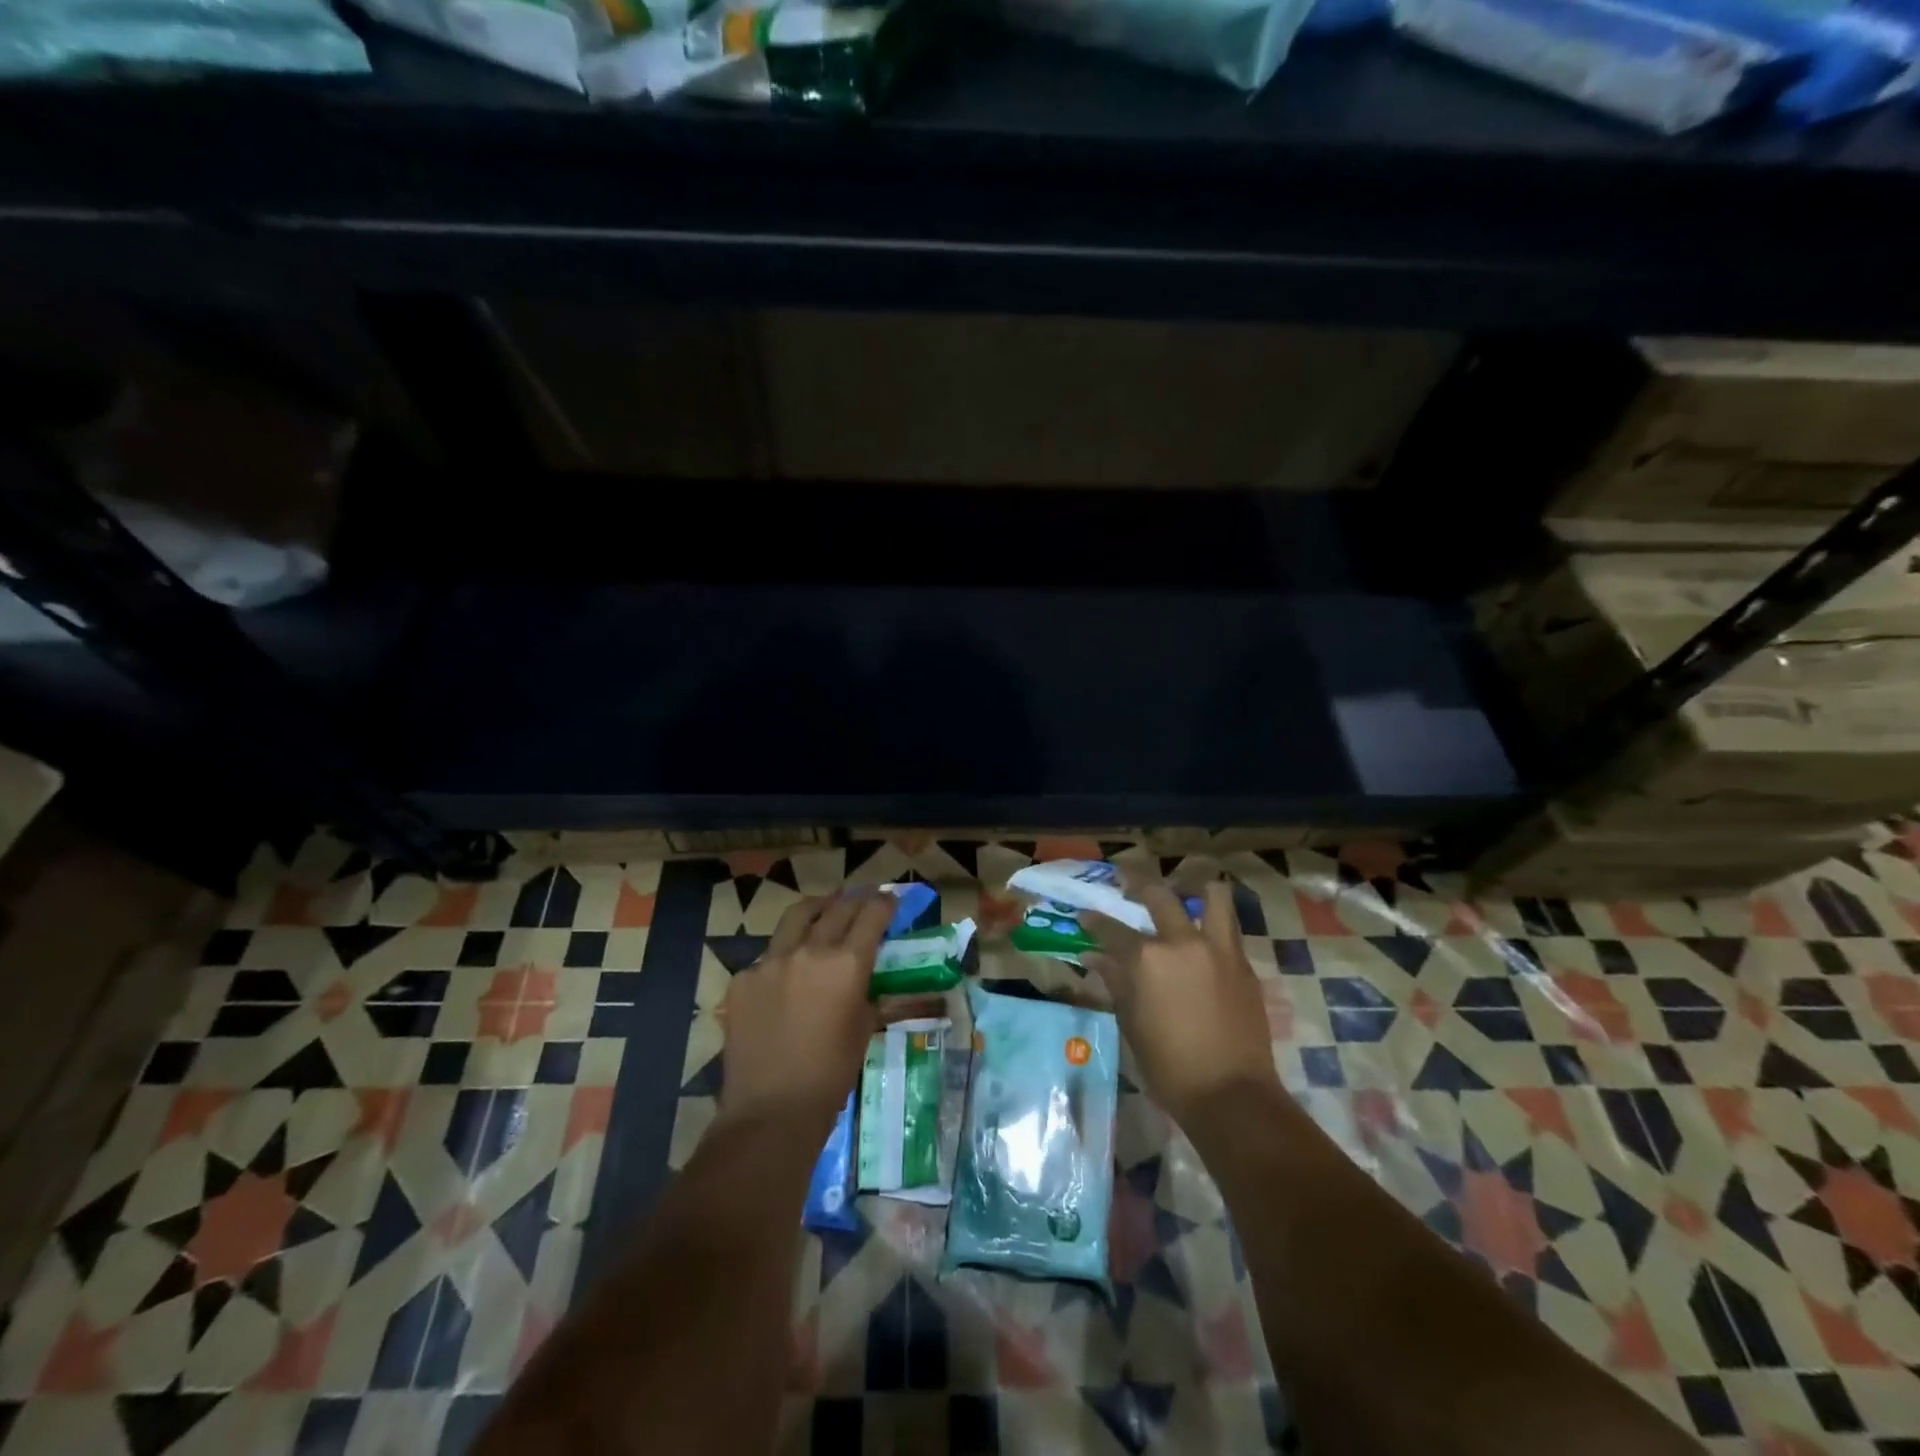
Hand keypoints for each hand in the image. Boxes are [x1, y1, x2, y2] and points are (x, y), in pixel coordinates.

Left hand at [720, 892, 934, 1135]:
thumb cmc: (831, 1074)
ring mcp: (771, 961)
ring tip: (825, 907)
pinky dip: (785, 954)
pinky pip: (768, 955)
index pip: (871, 916)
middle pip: (837, 909)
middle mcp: (810, 951)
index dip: (884, 903)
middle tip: (864, 899)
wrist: (772, 1109)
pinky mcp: (743, 979)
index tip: (890, 899)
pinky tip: (788, 971)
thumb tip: (864, 978)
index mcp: (847, 964)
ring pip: (797, 917)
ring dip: (817, 908)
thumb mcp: (863, 1028)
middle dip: (856, 900)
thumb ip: (865, 993)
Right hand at [1080, 880, 1279, 1128]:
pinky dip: (1213, 922)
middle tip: (1126, 882)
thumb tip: (1094, 958)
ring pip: (1212, 895)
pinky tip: (1202, 937)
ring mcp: (1218, 949)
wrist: (1231, 1094)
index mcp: (1147, 959)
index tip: (1085, 916)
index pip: (1112, 929)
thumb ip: (1115, 982)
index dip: (1094, 921)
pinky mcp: (1243, 964)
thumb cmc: (1169, 1066)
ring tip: (1183, 893)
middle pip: (1158, 895)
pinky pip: (1229, 927)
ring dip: (1194, 889)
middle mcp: (1182, 942)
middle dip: (1137, 882)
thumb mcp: (1131, 1023)